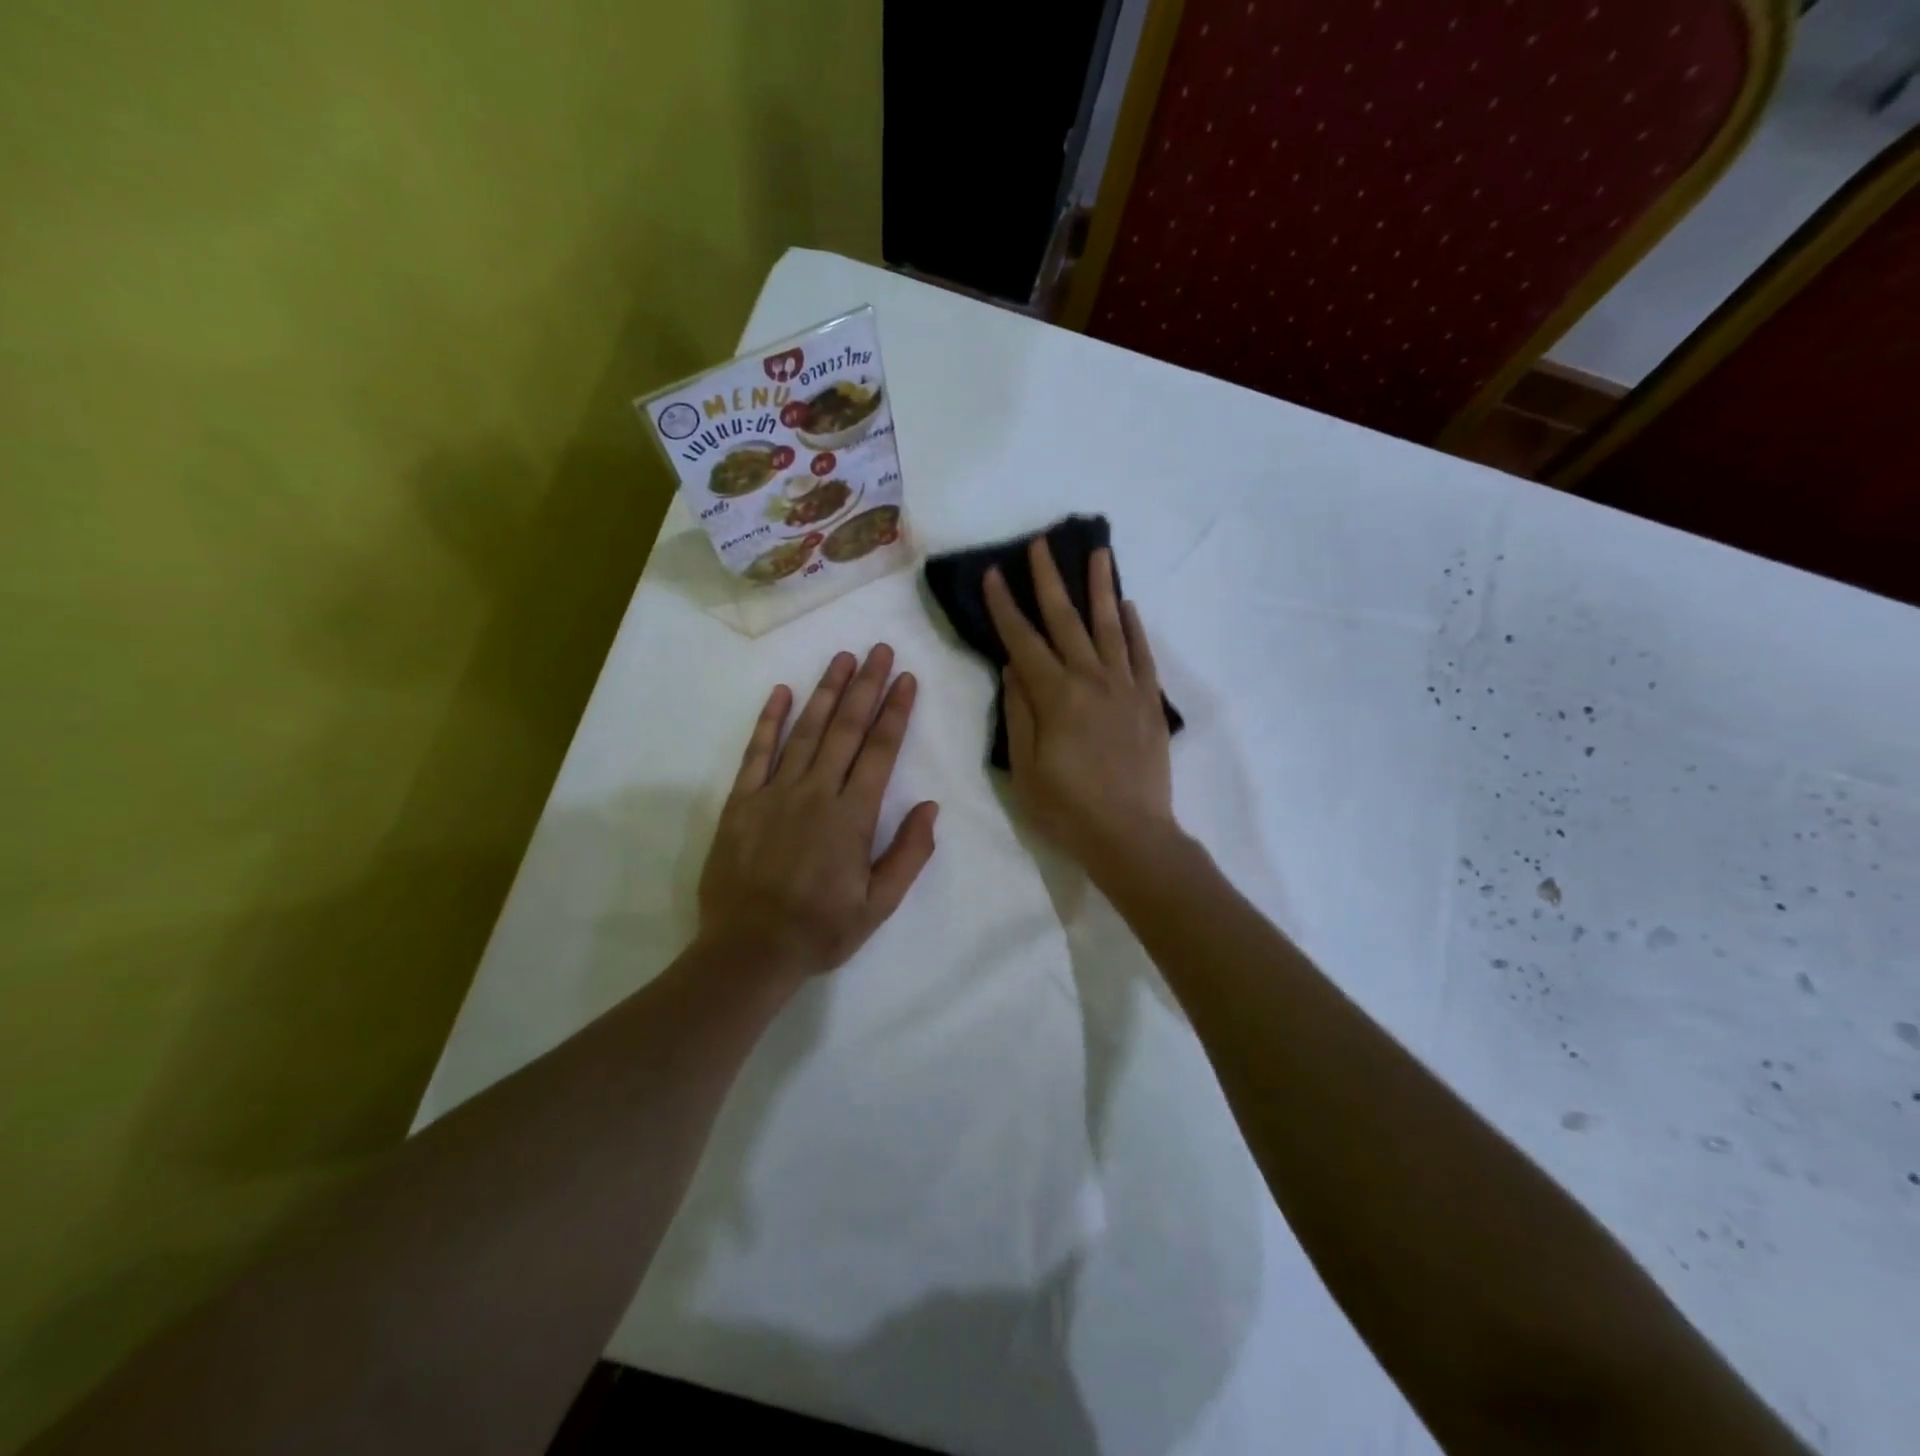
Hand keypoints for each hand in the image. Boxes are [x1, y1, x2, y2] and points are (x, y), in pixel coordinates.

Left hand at [696, 645, 938, 985]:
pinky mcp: (742, 802)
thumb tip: (930, 806)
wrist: (748, 950)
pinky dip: (769, 720)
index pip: (880, 750)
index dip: (895, 711)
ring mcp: (775, 793)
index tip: (905, 678)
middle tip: (878, 649)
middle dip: (866, 685)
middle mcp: (816, 793)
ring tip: (841, 658)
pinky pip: (756, 752)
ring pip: (806, 731)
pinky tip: (781, 692)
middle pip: (846, 728)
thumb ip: (908, 853)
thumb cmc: (820, 929)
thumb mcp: (879, 905)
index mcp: (852, 816)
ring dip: (826, 691)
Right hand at [984, 538, 1176, 875]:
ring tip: (1097, 552)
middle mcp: (1091, 680)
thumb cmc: (1067, 808)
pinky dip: (1134, 628)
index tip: (994, 574)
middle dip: (1050, 580)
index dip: (1006, 606)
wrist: (1131, 834)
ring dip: (1101, 587)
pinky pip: (1142, 655)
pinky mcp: (1149, 702)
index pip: (1023, 641)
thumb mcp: (1024, 768)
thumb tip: (1013, 668)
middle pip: (1067, 620)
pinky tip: (1127, 606)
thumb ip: (1019, 713)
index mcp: (1055, 696)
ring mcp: (1125, 688)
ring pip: (1110, 626)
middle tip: (1041, 544)